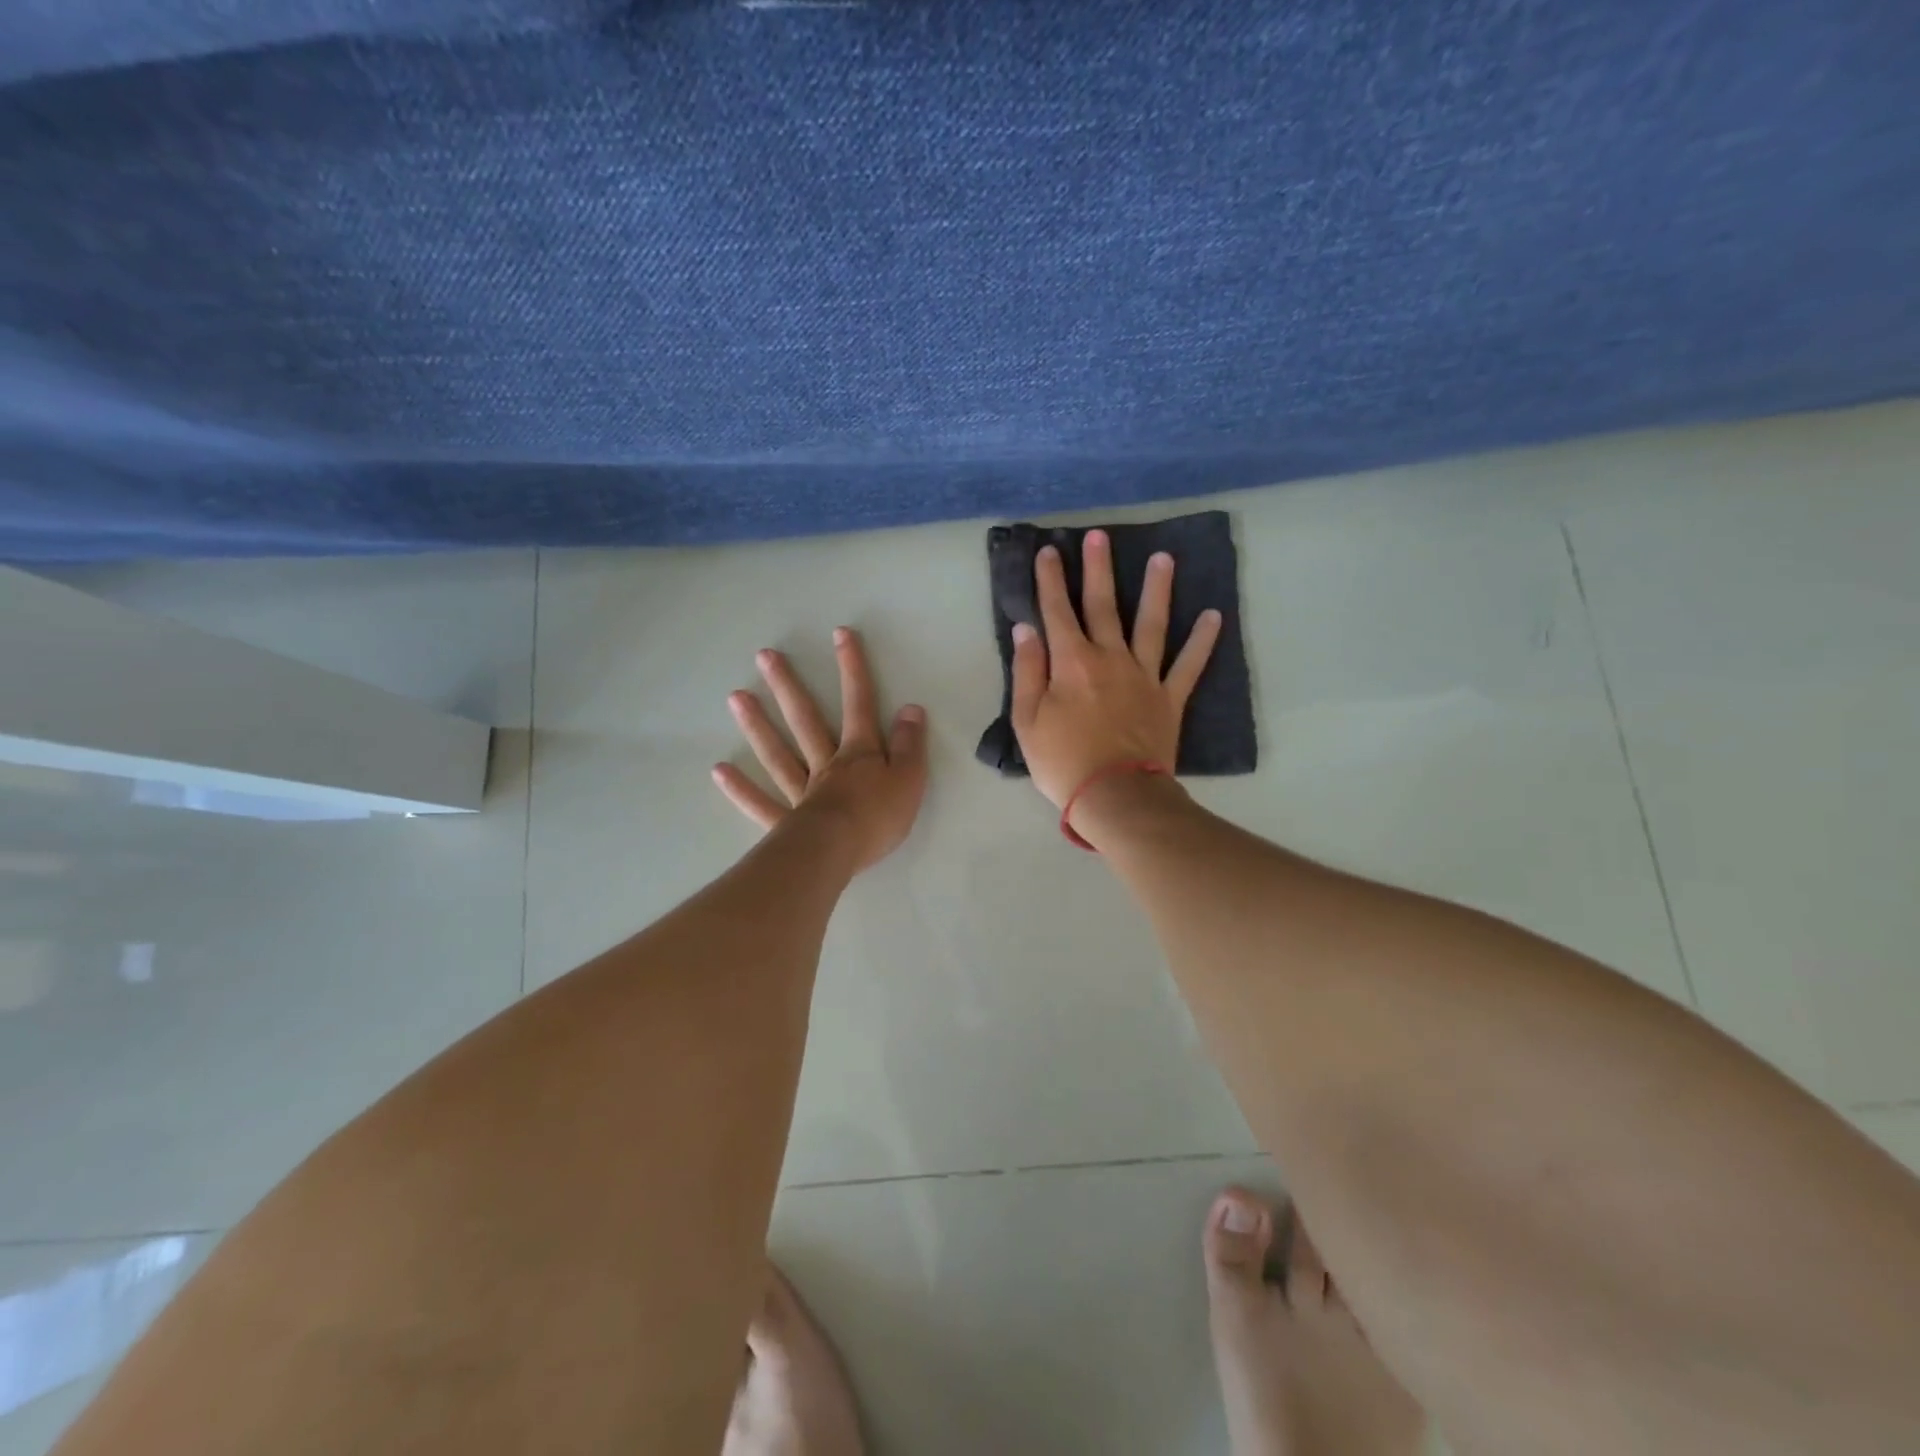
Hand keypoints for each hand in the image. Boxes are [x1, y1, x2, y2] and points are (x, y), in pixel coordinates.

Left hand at [713, 627, 928, 871]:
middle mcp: (826, 765)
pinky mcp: (786, 823)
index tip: (840, 634)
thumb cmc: (878, 817)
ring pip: (778, 754)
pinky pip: (761, 803)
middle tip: (764, 656)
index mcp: (859, 754)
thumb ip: (910, 744)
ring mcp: (801, 792)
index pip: (859, 704)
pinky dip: (741, 789)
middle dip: (788, 686)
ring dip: (758, 725)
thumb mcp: (910, 779)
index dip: (852, 668)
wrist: (839, 853)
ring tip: (736, 697)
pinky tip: (720, 770)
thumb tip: (910, 708)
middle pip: (805, 720)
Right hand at [1010, 529, 1221, 808]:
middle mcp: (1110, 658)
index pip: (1057, 611)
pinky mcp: (1169, 698)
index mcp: (1071, 663)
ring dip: (1157, 589)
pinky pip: (1189, 665)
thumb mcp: (1027, 721)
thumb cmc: (1063, 761)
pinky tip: (1213, 616)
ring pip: (1152, 624)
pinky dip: (1202, 641)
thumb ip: (1028, 672)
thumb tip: (1026, 629)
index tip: (1049, 551)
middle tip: (1099, 536)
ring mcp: (1144, 676)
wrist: (1115, 796)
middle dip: (1099, 569)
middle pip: (1104, 605)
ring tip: (1164, 558)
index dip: (1051, 580)